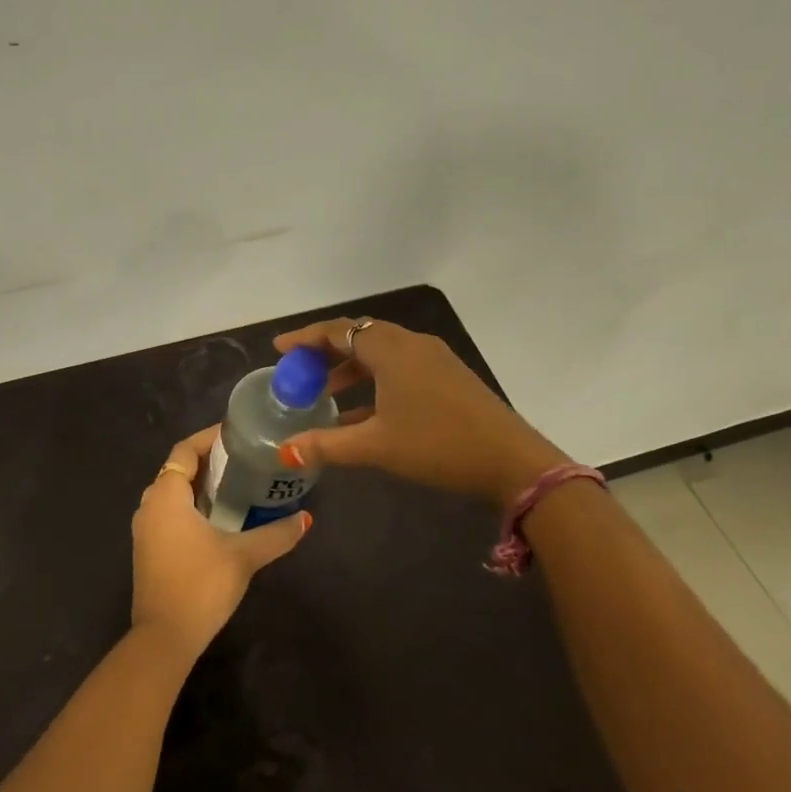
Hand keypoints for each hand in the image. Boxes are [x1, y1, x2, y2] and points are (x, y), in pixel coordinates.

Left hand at [130, 425, 312, 660]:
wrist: (164, 637)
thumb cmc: (201, 585)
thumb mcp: (244, 556)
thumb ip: (276, 534)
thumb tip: (306, 519)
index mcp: (166, 496)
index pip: (185, 450)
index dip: (209, 439)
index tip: (237, 435)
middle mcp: (149, 506)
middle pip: (178, 470)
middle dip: (208, 462)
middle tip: (243, 460)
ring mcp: (145, 530)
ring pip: (173, 494)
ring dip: (200, 487)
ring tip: (236, 486)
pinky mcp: (148, 550)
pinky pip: (169, 515)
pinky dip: (191, 508)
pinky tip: (219, 520)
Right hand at [272, 318, 568, 509]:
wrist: (511, 461)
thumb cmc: (437, 445)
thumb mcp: (376, 446)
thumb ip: (326, 445)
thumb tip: (284, 452)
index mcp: (391, 350)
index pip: (339, 330)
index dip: (306, 338)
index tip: (279, 349)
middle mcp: (412, 345)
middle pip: (359, 336)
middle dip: (326, 352)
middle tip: (299, 370)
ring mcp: (434, 359)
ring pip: (381, 352)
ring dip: (350, 368)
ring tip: (324, 392)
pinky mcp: (449, 377)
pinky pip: (400, 367)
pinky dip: (375, 380)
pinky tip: (362, 412)